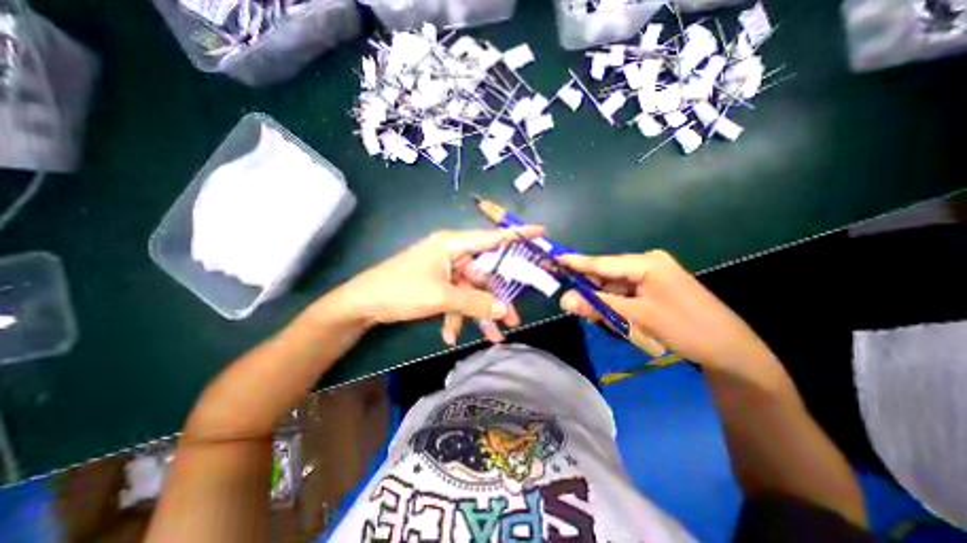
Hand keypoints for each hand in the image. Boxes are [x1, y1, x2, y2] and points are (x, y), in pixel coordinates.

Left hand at [330, 224, 542, 342]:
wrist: (362, 304)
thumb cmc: (401, 290)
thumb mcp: (440, 297)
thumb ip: (474, 303)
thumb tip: (503, 310)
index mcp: (452, 244)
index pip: (491, 238)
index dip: (516, 235)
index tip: (540, 232)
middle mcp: (452, 254)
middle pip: (483, 274)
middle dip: (496, 299)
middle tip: (512, 319)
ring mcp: (445, 270)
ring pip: (471, 291)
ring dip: (478, 314)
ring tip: (491, 336)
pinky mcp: (438, 285)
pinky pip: (455, 299)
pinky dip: (456, 316)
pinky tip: (450, 334)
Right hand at [561, 251, 774, 368]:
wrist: (730, 350)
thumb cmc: (685, 327)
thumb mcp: (637, 316)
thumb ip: (599, 305)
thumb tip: (564, 300)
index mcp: (646, 262)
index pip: (602, 262)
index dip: (576, 263)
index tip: (553, 259)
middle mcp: (647, 263)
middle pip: (607, 274)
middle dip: (590, 289)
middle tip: (570, 302)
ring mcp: (652, 276)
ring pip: (615, 286)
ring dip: (603, 301)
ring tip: (597, 316)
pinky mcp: (654, 289)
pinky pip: (625, 293)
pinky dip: (616, 305)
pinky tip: (615, 318)